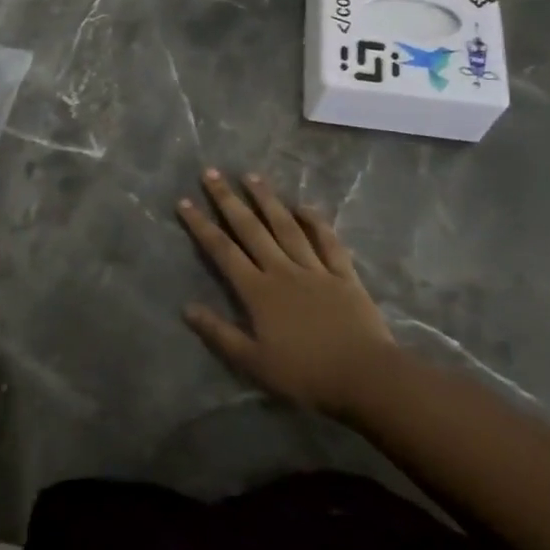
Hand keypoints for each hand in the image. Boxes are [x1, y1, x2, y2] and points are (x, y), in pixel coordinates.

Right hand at [177, 169, 395, 420]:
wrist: (365, 376)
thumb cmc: (305, 374)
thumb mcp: (254, 362)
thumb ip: (219, 333)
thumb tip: (186, 308)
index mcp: (258, 291)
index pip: (223, 251)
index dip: (201, 225)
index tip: (184, 201)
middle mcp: (282, 270)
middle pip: (251, 229)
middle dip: (228, 200)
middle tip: (211, 173)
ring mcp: (315, 268)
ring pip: (286, 226)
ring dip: (267, 200)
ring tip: (251, 176)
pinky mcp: (343, 274)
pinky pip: (328, 242)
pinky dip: (316, 222)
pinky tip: (305, 206)